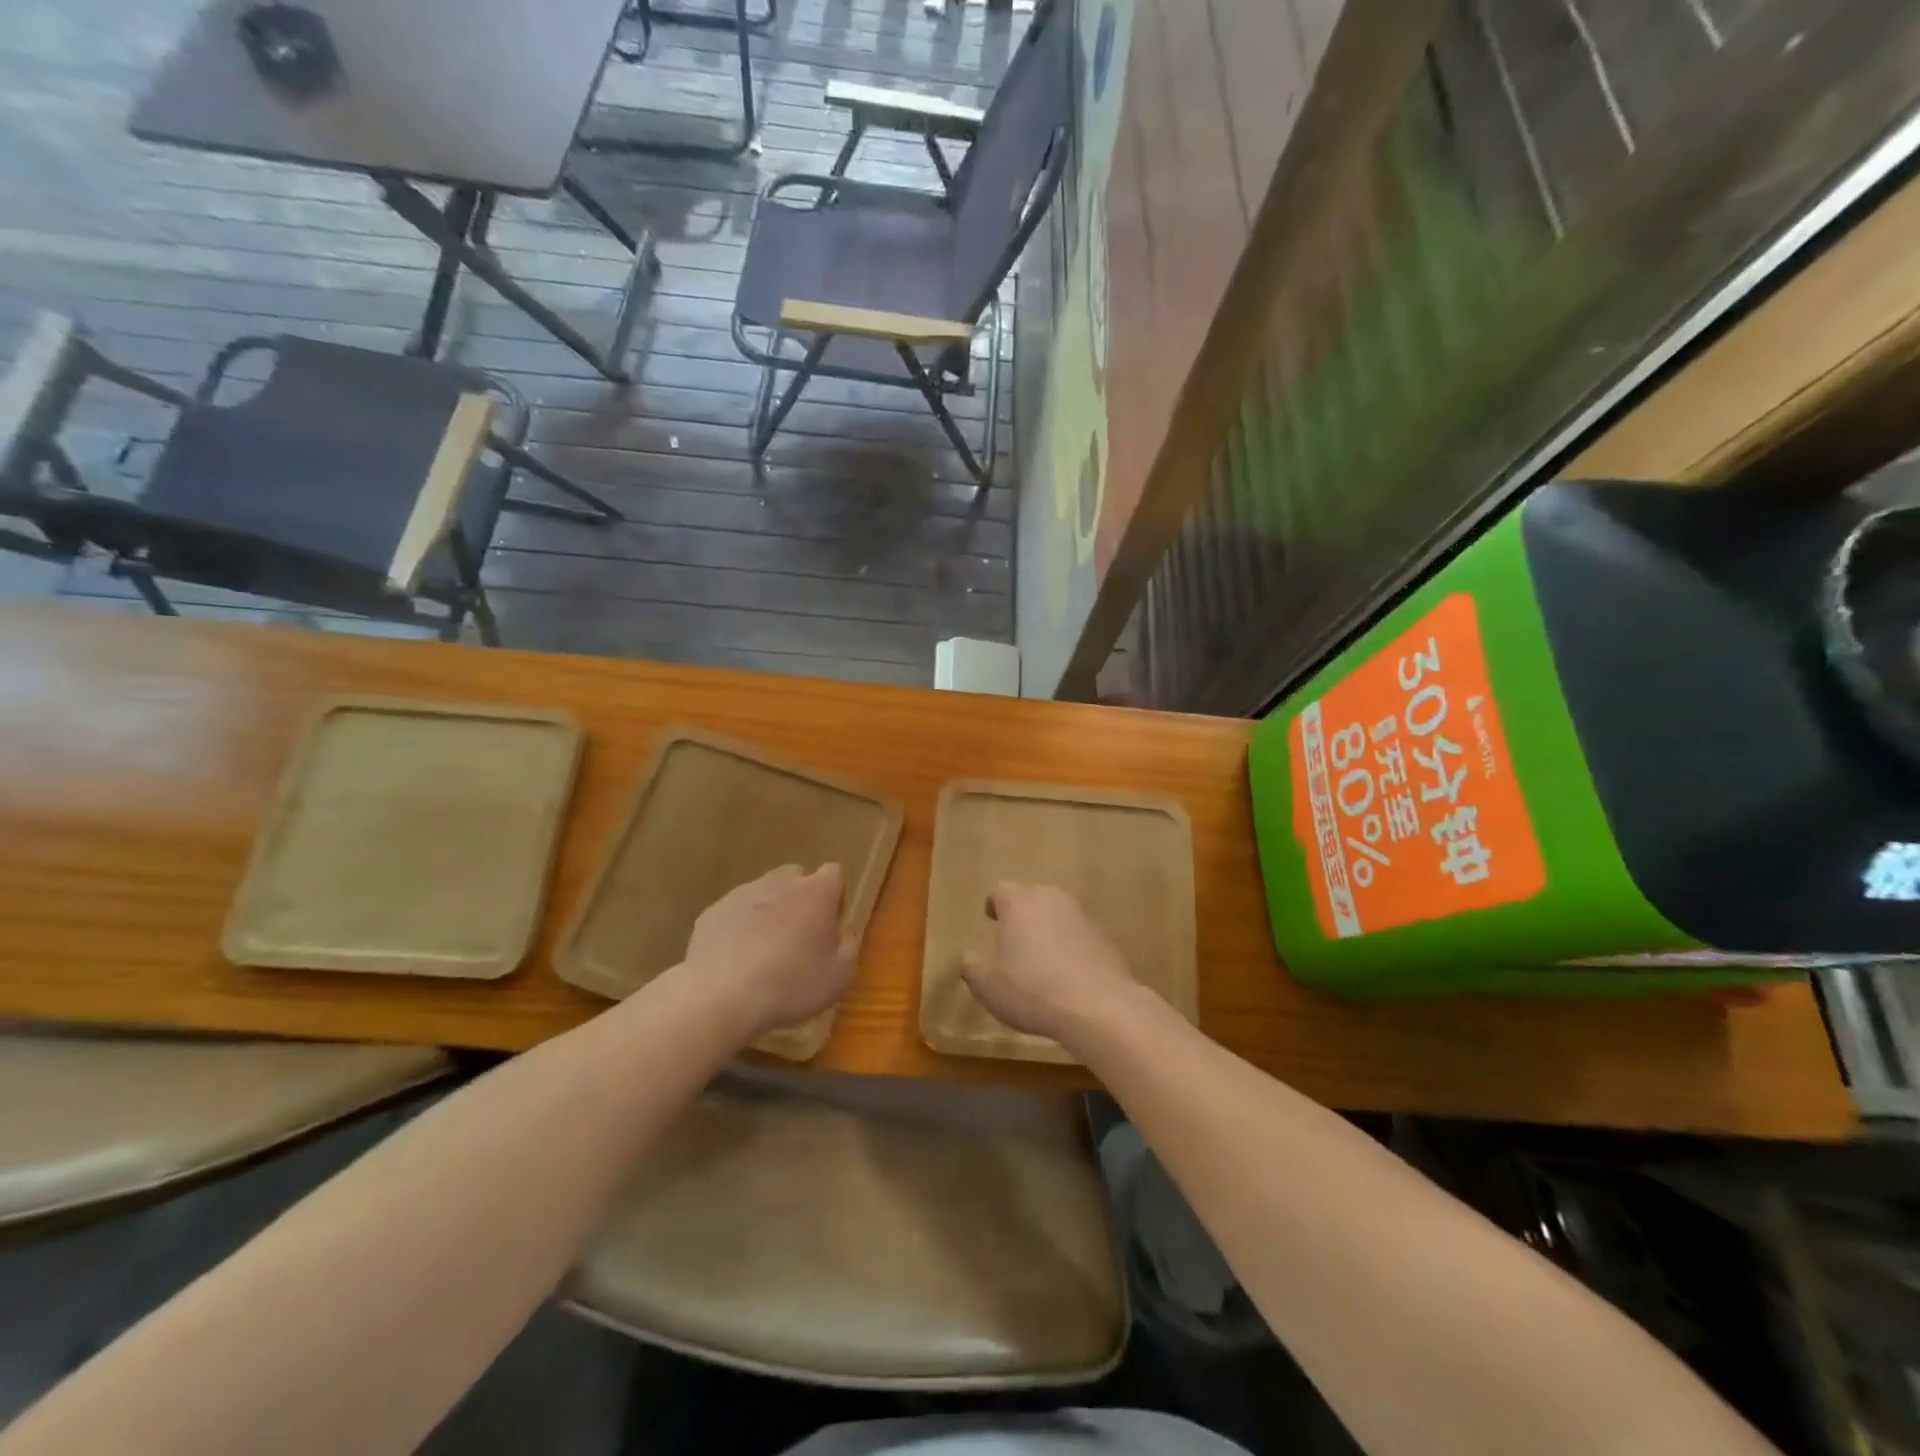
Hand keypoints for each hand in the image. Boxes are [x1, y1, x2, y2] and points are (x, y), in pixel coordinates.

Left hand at [683, 864, 856, 1037]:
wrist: (720, 997)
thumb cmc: (791, 984)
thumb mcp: (840, 974)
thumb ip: (848, 944)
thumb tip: (842, 931)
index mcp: (816, 892)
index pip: (835, 873)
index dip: (835, 897)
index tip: (831, 927)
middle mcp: (780, 882)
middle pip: (796, 878)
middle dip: (800, 900)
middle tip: (799, 938)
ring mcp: (742, 894)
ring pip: (763, 893)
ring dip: (768, 913)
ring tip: (764, 953)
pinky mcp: (712, 912)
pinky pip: (734, 914)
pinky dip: (738, 928)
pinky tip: (736, 961)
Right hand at [962, 882, 1137, 1045]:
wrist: (1099, 1007)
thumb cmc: (1032, 990)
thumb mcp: (988, 986)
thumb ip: (973, 967)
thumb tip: (969, 957)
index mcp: (1019, 904)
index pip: (1001, 890)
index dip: (994, 904)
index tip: (991, 919)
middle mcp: (1052, 900)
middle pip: (1033, 897)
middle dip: (1023, 914)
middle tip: (1015, 939)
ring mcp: (1083, 918)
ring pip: (1059, 915)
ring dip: (1049, 930)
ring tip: (1042, 960)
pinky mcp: (1105, 939)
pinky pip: (1080, 937)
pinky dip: (1072, 948)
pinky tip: (1069, 977)